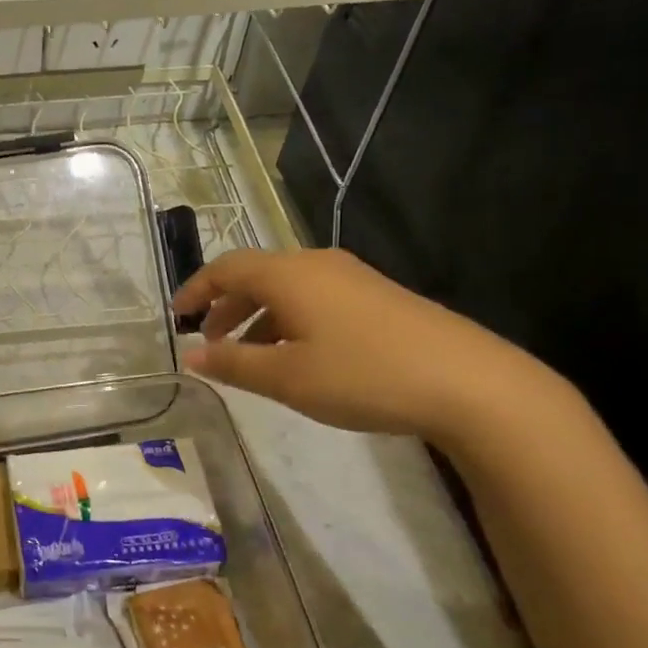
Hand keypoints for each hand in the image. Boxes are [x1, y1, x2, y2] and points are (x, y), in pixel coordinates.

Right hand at [172, 247, 552, 447]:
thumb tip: (191, 355)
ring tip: (249, 356)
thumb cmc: (363, 375)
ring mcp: (352, 278)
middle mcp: (317, 264)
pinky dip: (289, 320)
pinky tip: (297, 357)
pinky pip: (315, 298)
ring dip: (258, 316)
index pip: (225, 268)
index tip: (177, 318)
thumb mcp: (286, 377)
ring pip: (287, 288)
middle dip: (226, 306)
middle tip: (211, 342)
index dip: (195, 290)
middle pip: (256, 274)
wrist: (470, 383)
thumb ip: (232, 363)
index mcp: (288, 274)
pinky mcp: (378, 297)